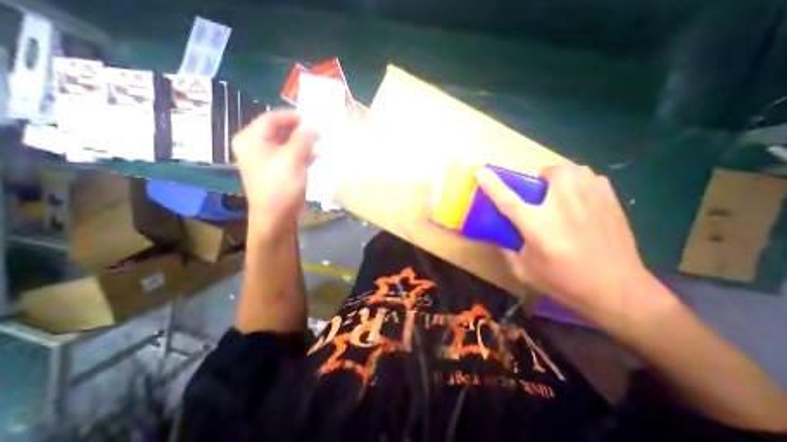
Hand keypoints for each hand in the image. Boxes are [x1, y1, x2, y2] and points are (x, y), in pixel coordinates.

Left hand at [231, 108, 317, 233]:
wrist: (276, 217)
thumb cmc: (280, 186)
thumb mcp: (292, 159)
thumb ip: (303, 139)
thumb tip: (314, 124)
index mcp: (252, 139)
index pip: (272, 118)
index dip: (293, 116)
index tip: (314, 119)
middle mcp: (256, 146)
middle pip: (279, 130)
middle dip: (300, 131)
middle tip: (320, 132)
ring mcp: (266, 159)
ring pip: (286, 143)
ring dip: (303, 143)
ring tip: (321, 143)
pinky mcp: (276, 170)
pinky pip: (289, 156)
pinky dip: (302, 154)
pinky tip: (316, 156)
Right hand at [480, 164, 658, 318]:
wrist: (619, 291)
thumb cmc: (565, 282)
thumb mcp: (525, 272)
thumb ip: (507, 251)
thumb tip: (497, 237)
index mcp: (538, 226)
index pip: (508, 200)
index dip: (492, 185)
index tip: (481, 172)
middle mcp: (564, 208)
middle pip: (552, 173)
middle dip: (542, 177)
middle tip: (540, 194)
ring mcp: (592, 202)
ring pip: (575, 170)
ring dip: (562, 178)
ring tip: (561, 195)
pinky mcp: (611, 203)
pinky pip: (593, 179)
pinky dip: (582, 184)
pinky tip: (581, 201)